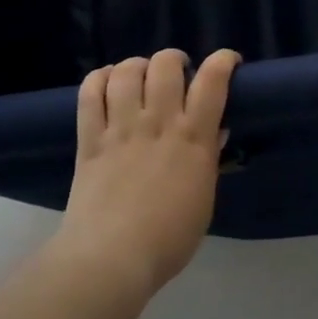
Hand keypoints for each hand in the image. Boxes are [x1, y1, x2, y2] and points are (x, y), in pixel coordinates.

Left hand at [57, 48, 240, 298]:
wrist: (110, 259)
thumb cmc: (168, 239)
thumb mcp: (203, 200)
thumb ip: (208, 161)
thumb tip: (215, 132)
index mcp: (193, 138)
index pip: (213, 80)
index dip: (223, 61)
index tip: (228, 62)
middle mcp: (158, 122)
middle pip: (166, 65)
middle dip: (174, 59)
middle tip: (177, 73)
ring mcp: (121, 128)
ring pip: (127, 71)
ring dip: (137, 65)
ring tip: (140, 76)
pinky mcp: (90, 139)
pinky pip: (90, 93)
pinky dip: (99, 78)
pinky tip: (107, 83)